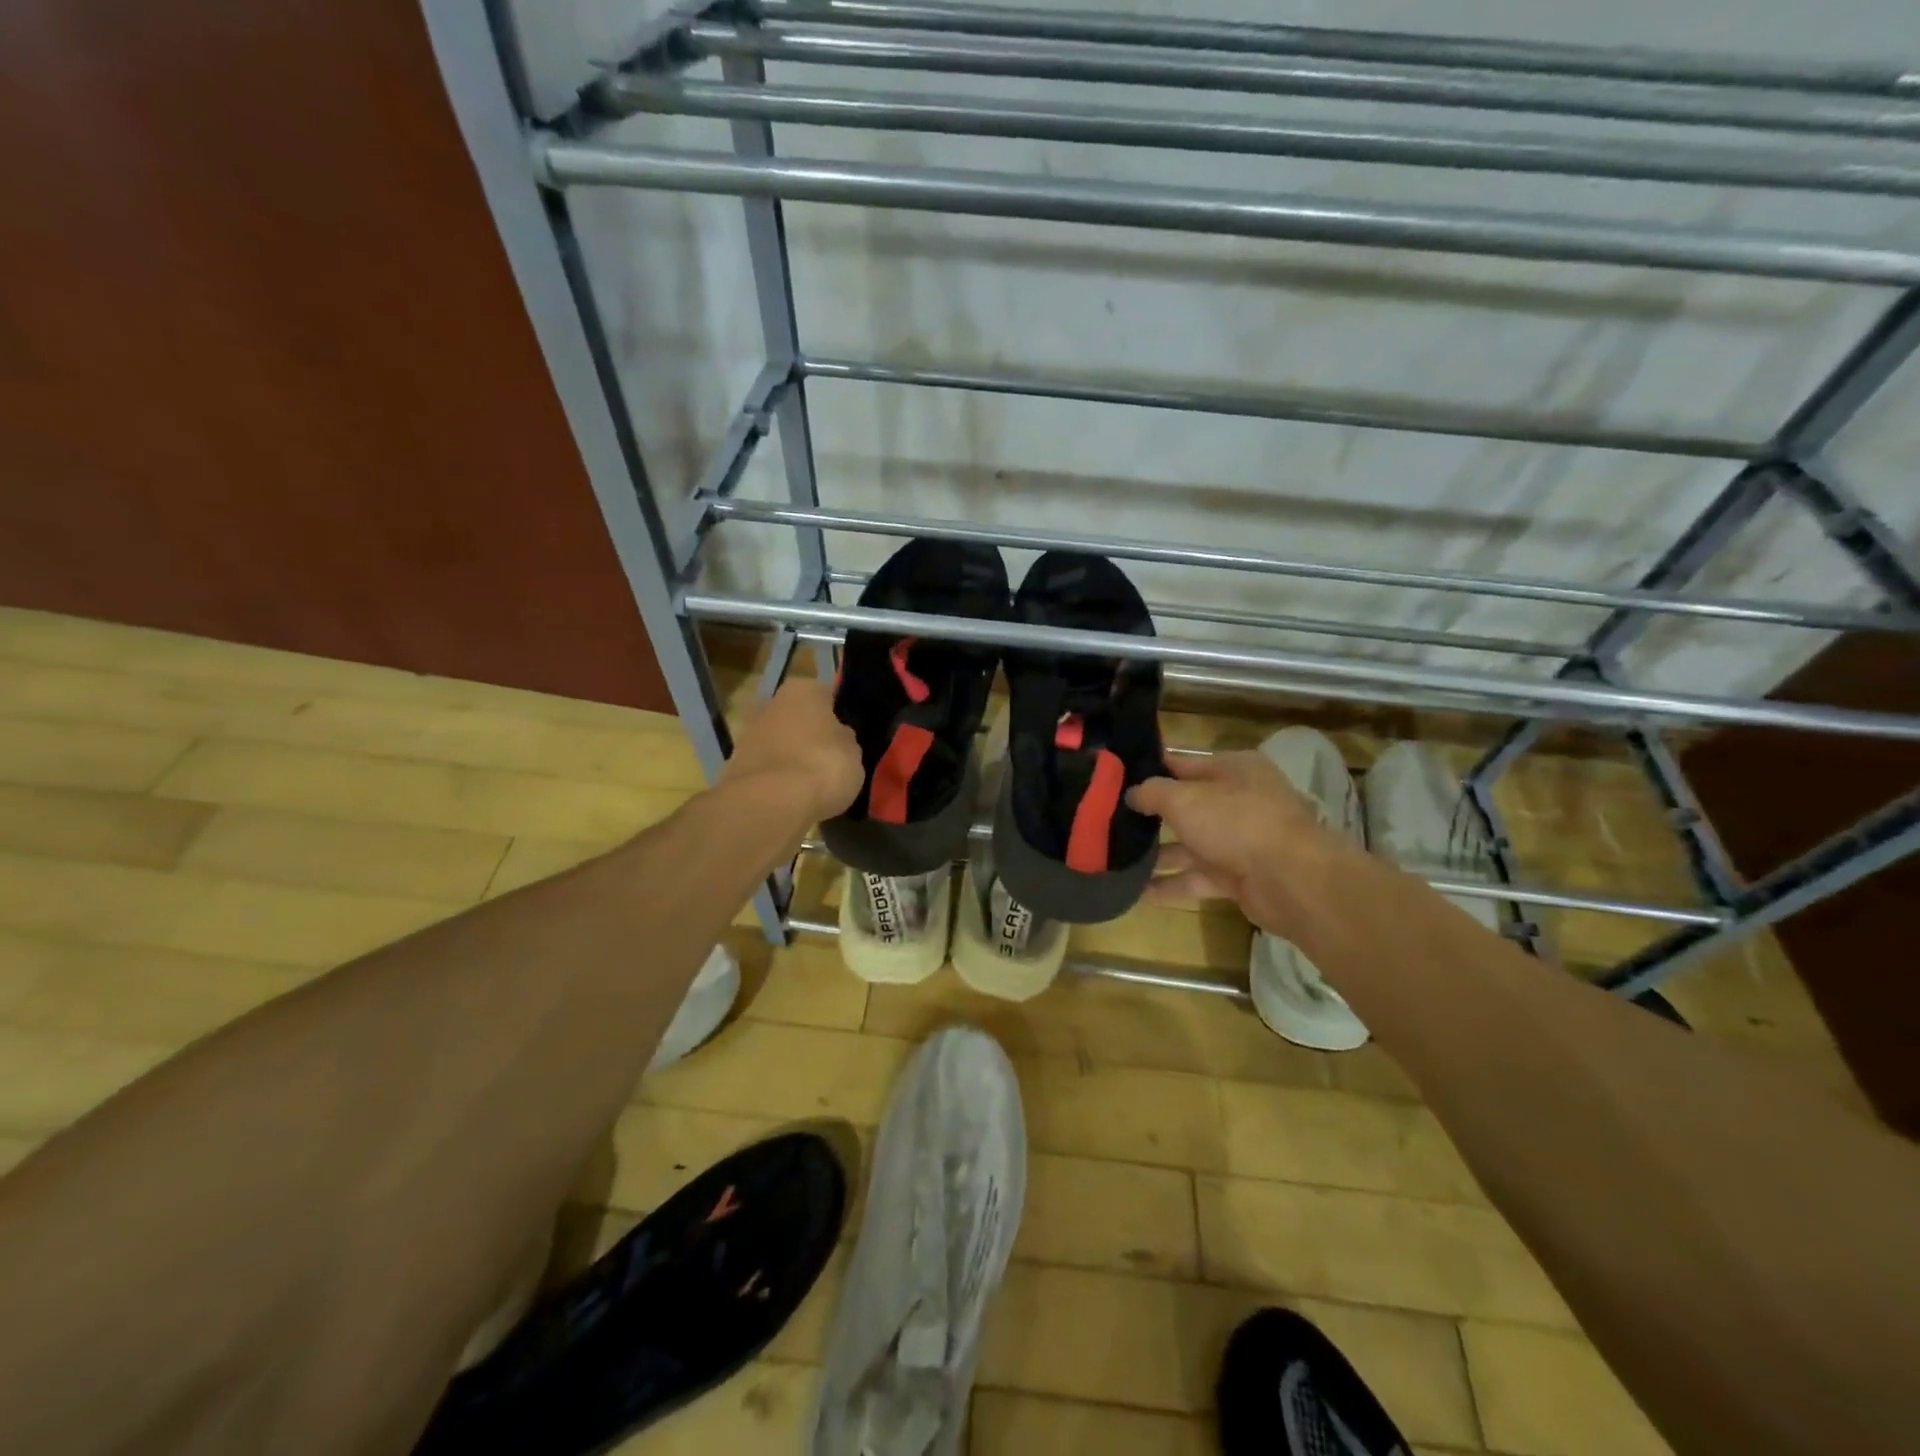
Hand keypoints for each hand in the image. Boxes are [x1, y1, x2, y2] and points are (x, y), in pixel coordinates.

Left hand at [720, 678, 863, 826]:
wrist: (770, 802)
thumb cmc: (822, 765)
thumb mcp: (853, 752)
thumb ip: (845, 739)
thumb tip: (839, 737)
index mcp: (804, 689)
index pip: (827, 696)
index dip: (839, 716)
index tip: (847, 738)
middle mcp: (772, 702)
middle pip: (798, 718)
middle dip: (810, 735)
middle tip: (829, 759)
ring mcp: (749, 733)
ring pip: (780, 742)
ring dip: (792, 756)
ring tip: (811, 783)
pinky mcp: (735, 764)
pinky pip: (767, 767)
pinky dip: (776, 778)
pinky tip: (791, 796)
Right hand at [1128, 751, 1364, 936]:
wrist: (1290, 880)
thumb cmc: (1235, 822)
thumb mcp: (1184, 798)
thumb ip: (1152, 793)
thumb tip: (1131, 793)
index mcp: (1233, 769)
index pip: (1182, 764)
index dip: (1150, 771)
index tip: (1115, 779)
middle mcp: (1239, 801)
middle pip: (1186, 806)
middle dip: (1151, 816)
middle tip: (1109, 821)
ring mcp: (1240, 841)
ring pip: (1190, 845)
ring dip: (1157, 854)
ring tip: (1117, 860)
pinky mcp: (1239, 877)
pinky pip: (1197, 878)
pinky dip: (1171, 885)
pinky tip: (1138, 893)